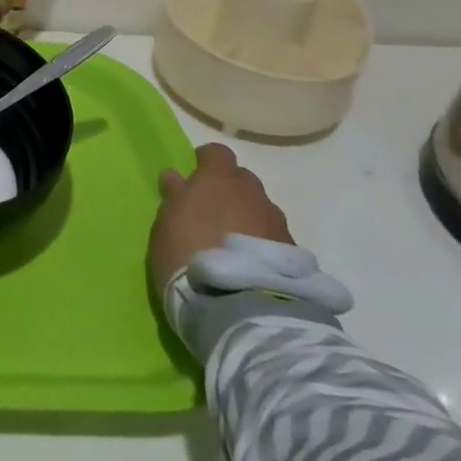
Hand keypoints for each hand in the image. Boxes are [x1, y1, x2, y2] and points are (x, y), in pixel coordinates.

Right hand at [149, 142, 293, 301]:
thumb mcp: (166, 225)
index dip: (207, 162)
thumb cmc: (187, 255)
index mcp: (217, 179)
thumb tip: (176, 176)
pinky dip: (263, 243)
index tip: (195, 177)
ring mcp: (276, 223)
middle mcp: (251, 194)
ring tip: (235, 244)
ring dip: (249, 218)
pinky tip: (252, 264)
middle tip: (214, 212)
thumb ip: (175, 196)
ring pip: (261, 209)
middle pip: (243, 180)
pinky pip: (274, 237)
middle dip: (230, 190)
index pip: (218, 153)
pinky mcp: (294, 254)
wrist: (239, 307)